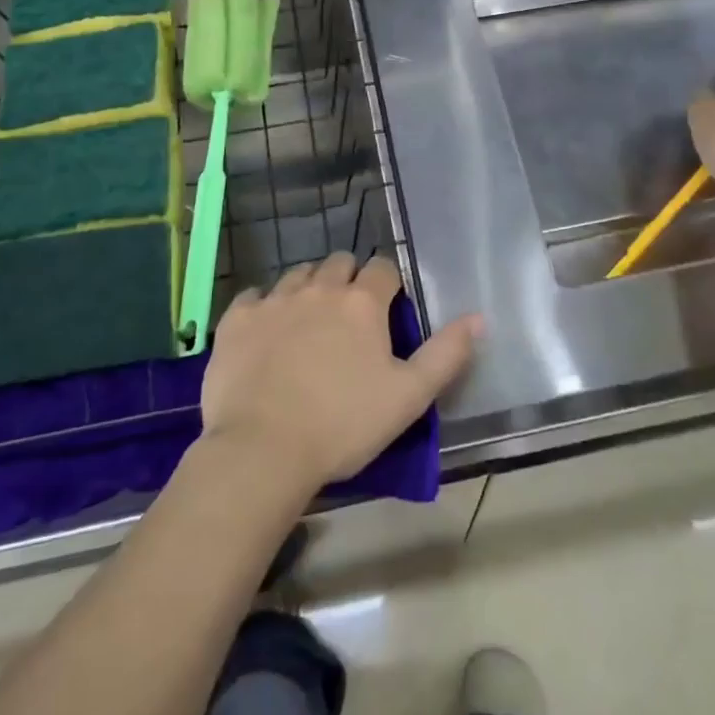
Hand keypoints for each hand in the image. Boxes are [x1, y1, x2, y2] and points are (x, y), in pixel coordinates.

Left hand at [199, 253, 480, 495]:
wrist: (261, 451)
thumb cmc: (344, 425)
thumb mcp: (409, 396)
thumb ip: (447, 354)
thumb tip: (478, 317)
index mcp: (361, 302)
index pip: (383, 268)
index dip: (389, 284)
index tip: (389, 309)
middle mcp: (318, 288)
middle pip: (338, 263)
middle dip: (348, 280)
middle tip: (350, 317)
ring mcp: (273, 301)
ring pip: (297, 275)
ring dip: (309, 288)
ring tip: (309, 322)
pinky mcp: (235, 320)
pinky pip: (253, 297)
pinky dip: (263, 306)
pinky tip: (266, 331)